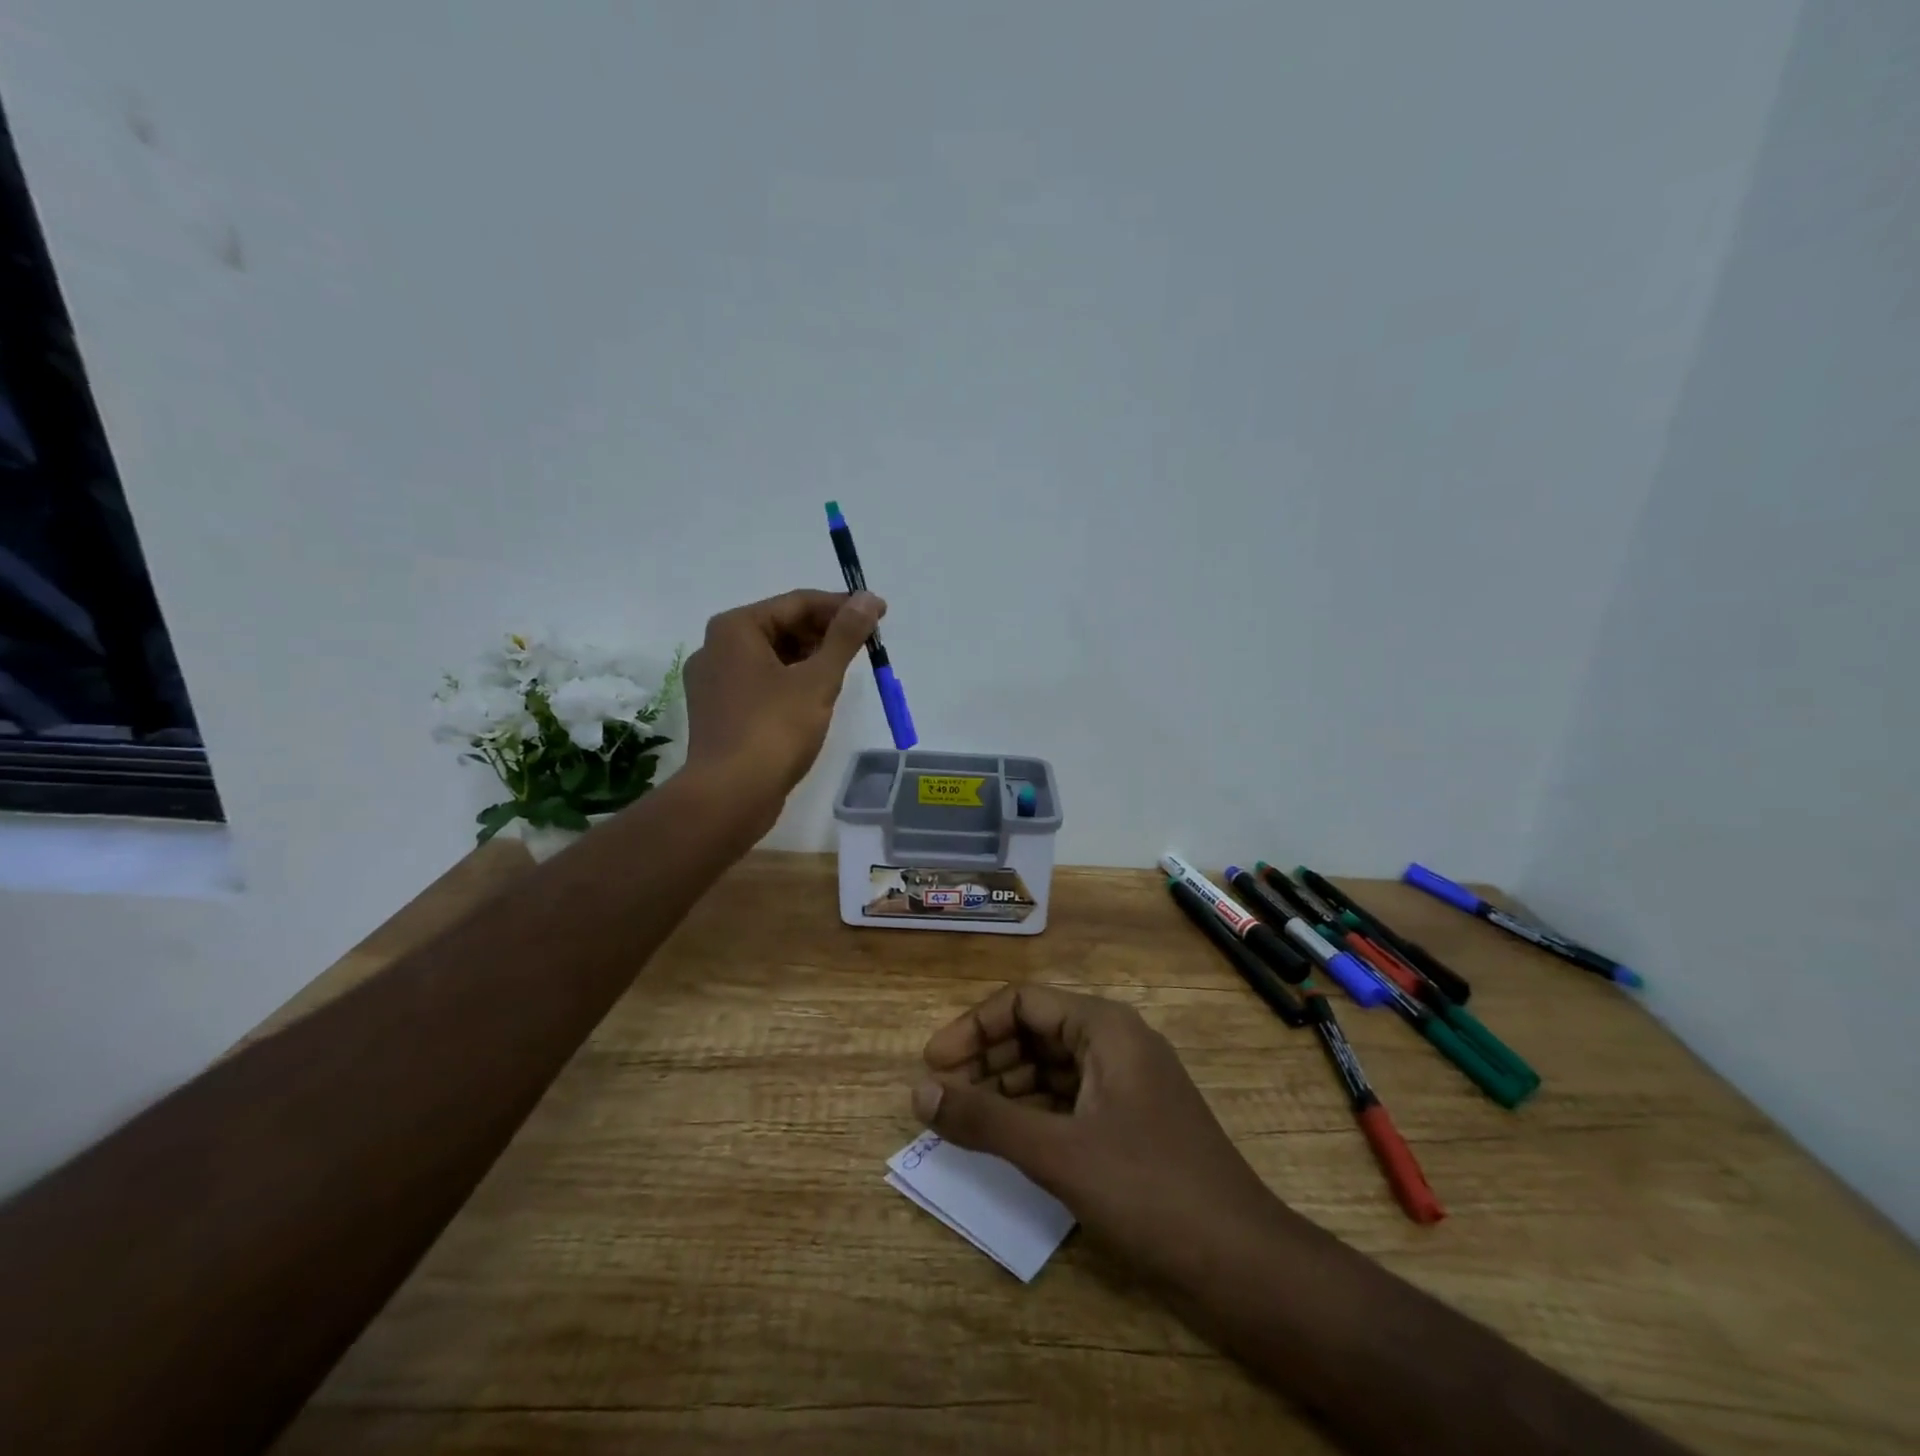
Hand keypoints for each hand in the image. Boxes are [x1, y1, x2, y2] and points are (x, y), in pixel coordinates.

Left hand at [682, 588, 883, 829]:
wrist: (729, 795)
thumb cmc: (774, 729)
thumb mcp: (818, 679)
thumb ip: (845, 636)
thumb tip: (868, 598)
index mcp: (735, 628)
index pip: (797, 602)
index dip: (842, 606)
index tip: (879, 614)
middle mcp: (716, 647)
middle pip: (782, 626)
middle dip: (826, 632)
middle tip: (866, 644)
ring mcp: (713, 681)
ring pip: (772, 656)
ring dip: (810, 658)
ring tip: (845, 669)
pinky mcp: (719, 711)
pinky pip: (761, 682)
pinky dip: (791, 681)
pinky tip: (816, 696)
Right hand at [913, 984, 1283, 1290]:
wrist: (1244, 1265)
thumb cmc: (1149, 1191)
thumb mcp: (1058, 1153)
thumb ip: (985, 1120)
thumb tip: (919, 1092)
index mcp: (1105, 1027)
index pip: (1022, 1002)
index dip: (972, 1028)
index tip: (933, 1065)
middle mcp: (1116, 1042)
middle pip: (1036, 1031)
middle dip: (986, 1058)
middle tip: (942, 1096)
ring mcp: (1126, 1083)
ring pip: (1051, 1067)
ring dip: (1006, 1087)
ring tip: (964, 1120)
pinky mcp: (1131, 1122)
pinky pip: (1069, 1099)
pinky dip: (1033, 1112)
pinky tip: (1006, 1140)